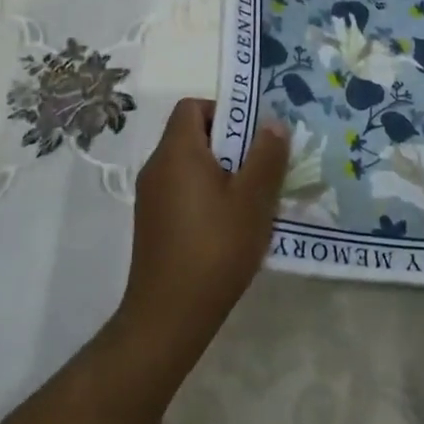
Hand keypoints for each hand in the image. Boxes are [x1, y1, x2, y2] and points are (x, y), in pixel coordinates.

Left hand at [115, 99, 288, 365]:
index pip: (192, 106)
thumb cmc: (214, 248)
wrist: (168, 316)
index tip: (252, 136)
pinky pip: (182, 191)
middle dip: (230, 145)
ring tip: (253, 200)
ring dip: (221, 173)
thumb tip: (272, 123)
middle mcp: (157, 166)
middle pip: (192, 135)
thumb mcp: (253, 200)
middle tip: (262, 168)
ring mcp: (150, 197)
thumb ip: (266, 156)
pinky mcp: (152, 223)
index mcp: (177, 151)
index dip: (224, 111)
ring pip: (189, 166)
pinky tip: (230, 227)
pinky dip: (206, 196)